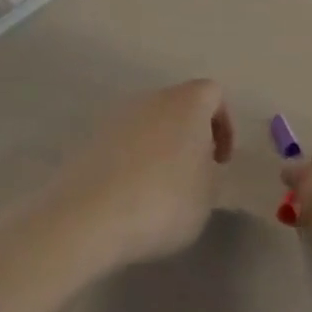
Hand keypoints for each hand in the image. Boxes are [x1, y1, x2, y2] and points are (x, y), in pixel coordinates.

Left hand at [49, 80, 232, 268]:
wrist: (88, 217)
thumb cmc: (164, 201)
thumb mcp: (208, 195)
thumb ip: (210, 171)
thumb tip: (197, 165)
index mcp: (186, 103)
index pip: (213, 94)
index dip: (223, 125)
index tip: (219, 160)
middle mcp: (150, 99)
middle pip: (177, 106)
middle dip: (188, 135)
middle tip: (192, 174)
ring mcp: (114, 118)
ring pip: (147, 125)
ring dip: (158, 149)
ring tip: (159, 190)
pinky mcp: (87, 141)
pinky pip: (120, 145)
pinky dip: (129, 163)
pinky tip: (129, 197)